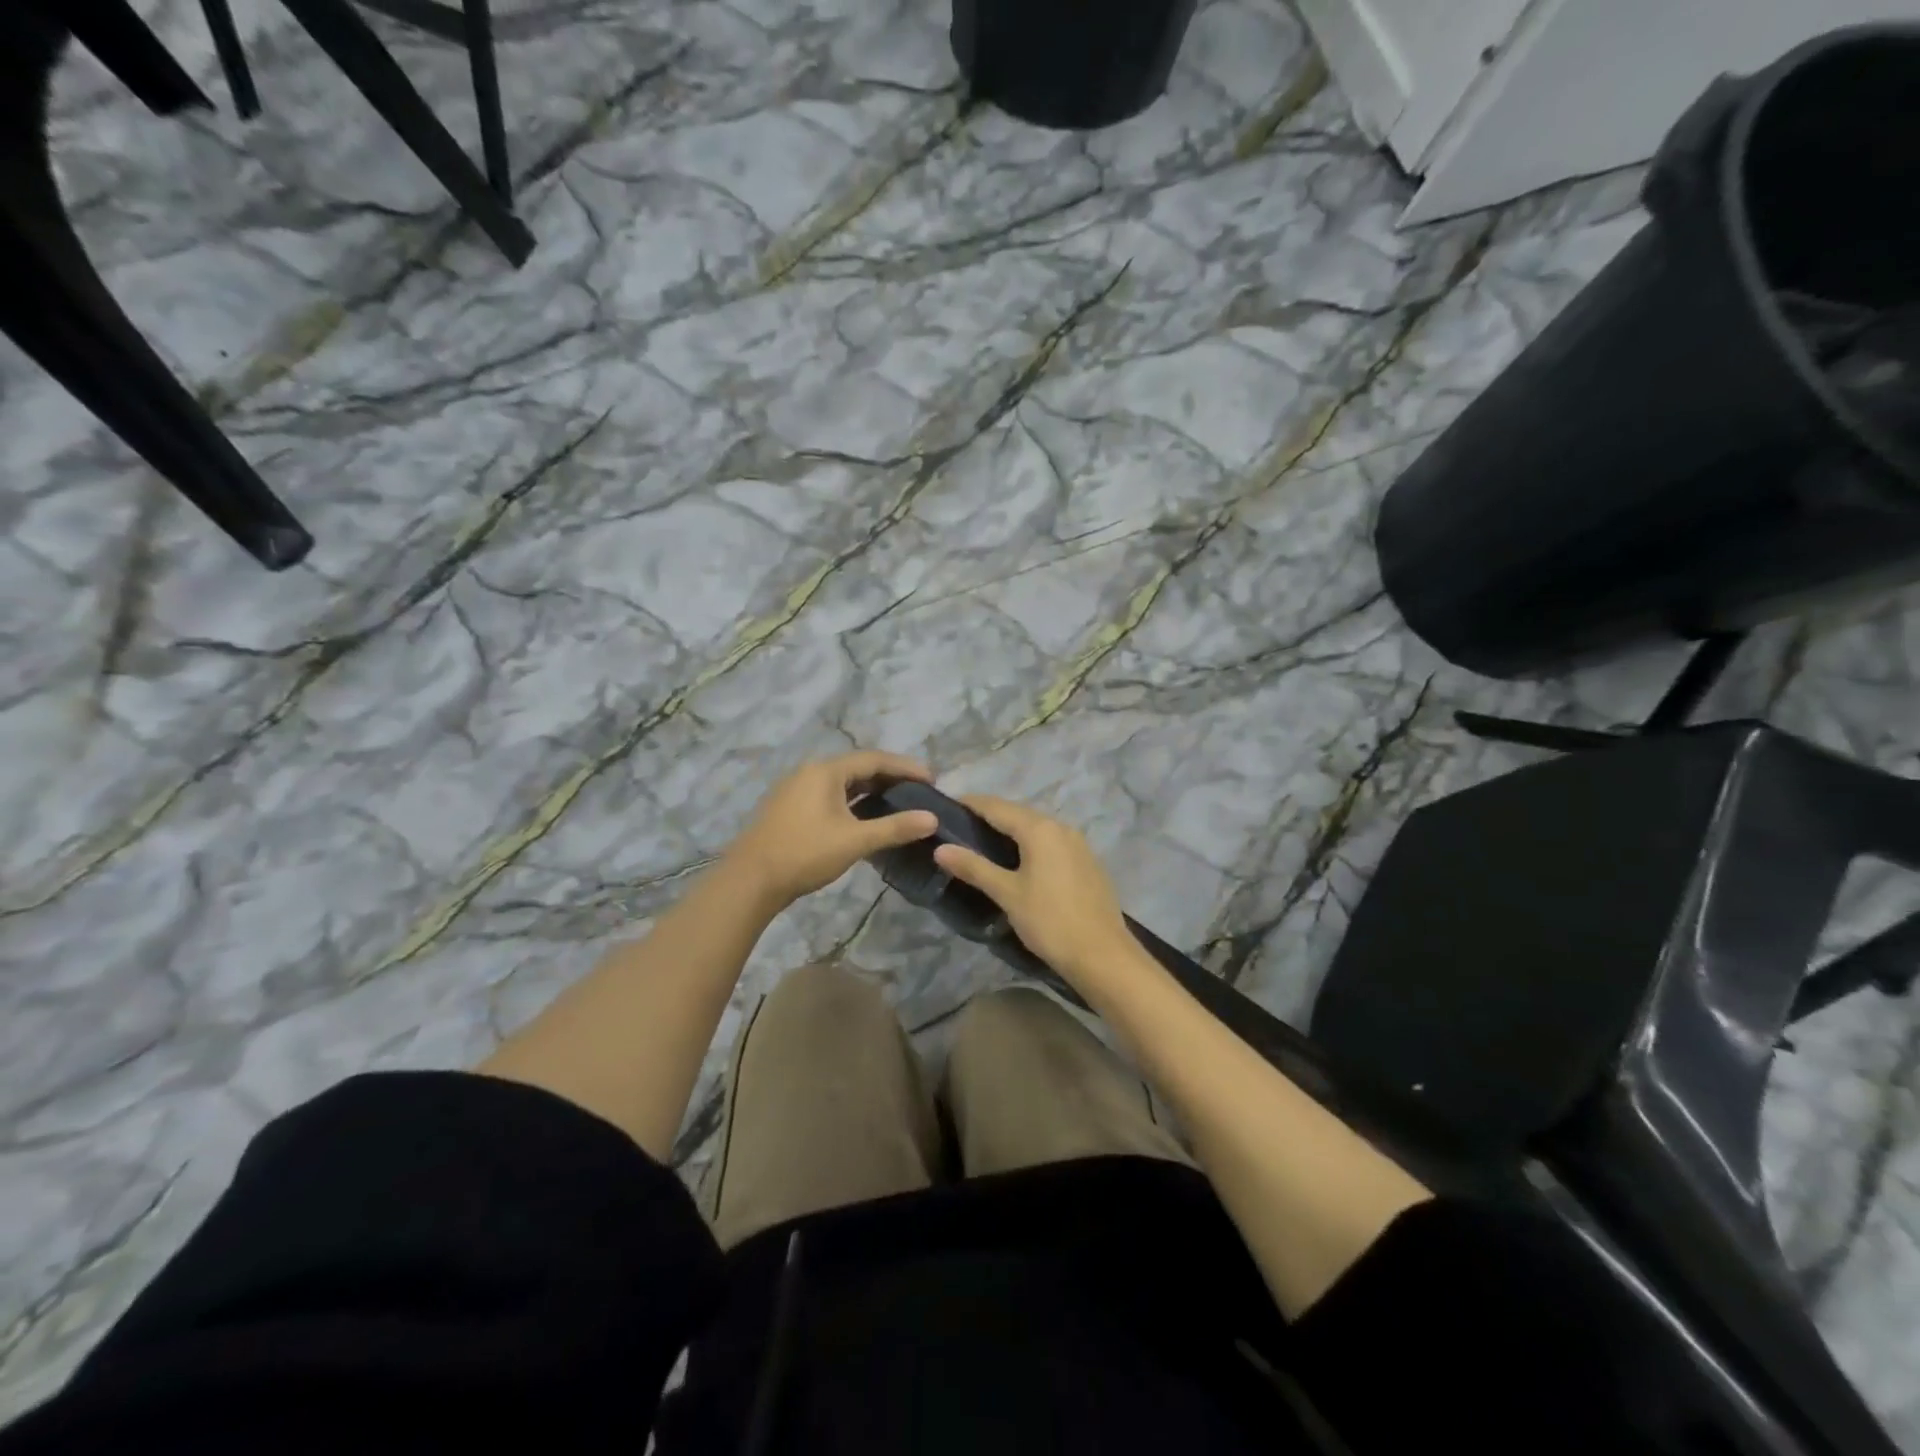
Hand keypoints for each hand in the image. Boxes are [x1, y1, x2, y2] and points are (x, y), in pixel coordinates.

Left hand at [725, 751, 939, 910]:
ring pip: (841, 783)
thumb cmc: (805, 853)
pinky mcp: (789, 808)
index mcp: (825, 771)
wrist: (750, 880)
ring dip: (870, 790)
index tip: (932, 778)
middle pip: (857, 767)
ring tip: (897, 802)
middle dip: (889, 777)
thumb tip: (932, 819)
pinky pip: (828, 795)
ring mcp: (795, 790)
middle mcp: (809, 772)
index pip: (874, 759)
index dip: (905, 767)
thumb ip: (895, 828)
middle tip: (918, 790)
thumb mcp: (855, 841)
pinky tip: (864, 818)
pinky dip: (852, 801)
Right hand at [933, 796, 1134, 991]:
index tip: (945, 805)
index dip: (971, 804)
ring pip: (1037, 828)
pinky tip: (1019, 861)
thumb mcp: (1007, 894)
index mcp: (1040, 829)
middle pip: (1018, 814)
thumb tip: (940, 848)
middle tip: (960, 826)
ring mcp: (1078, 844)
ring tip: (984, 843)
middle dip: (990, 816)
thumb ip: (974, 867)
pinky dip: (1031, 844)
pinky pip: (1051, 843)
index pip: (997, 806)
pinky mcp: (1087, 862)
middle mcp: (1061, 827)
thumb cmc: (1050, 921)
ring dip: (1011, 830)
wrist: (1103, 955)